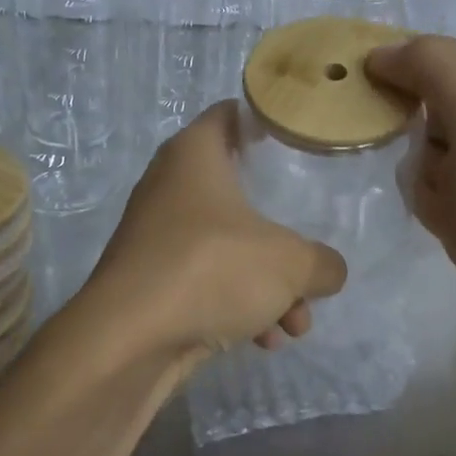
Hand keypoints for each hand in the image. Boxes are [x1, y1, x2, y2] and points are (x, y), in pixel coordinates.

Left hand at [78, 102, 347, 373]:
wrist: (127, 341)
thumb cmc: (210, 269)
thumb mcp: (290, 264)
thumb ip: (322, 263)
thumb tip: (329, 271)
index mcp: (195, 153)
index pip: (232, 113)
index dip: (266, 122)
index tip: (298, 144)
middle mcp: (170, 184)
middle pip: (239, 192)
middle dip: (280, 234)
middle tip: (307, 255)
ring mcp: (157, 234)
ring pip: (227, 245)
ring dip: (266, 283)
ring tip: (296, 323)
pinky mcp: (150, 279)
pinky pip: (205, 279)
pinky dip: (235, 303)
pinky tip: (263, 340)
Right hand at [366, 36, 455, 384]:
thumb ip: (433, 66)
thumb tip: (379, 54)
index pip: (431, 58)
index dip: (391, 58)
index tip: (343, 70)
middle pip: (419, 100)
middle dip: (387, 104)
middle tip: (344, 112)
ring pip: (415, 146)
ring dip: (398, 153)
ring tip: (385, 161)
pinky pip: (421, 188)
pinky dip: (413, 192)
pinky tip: (419, 205)